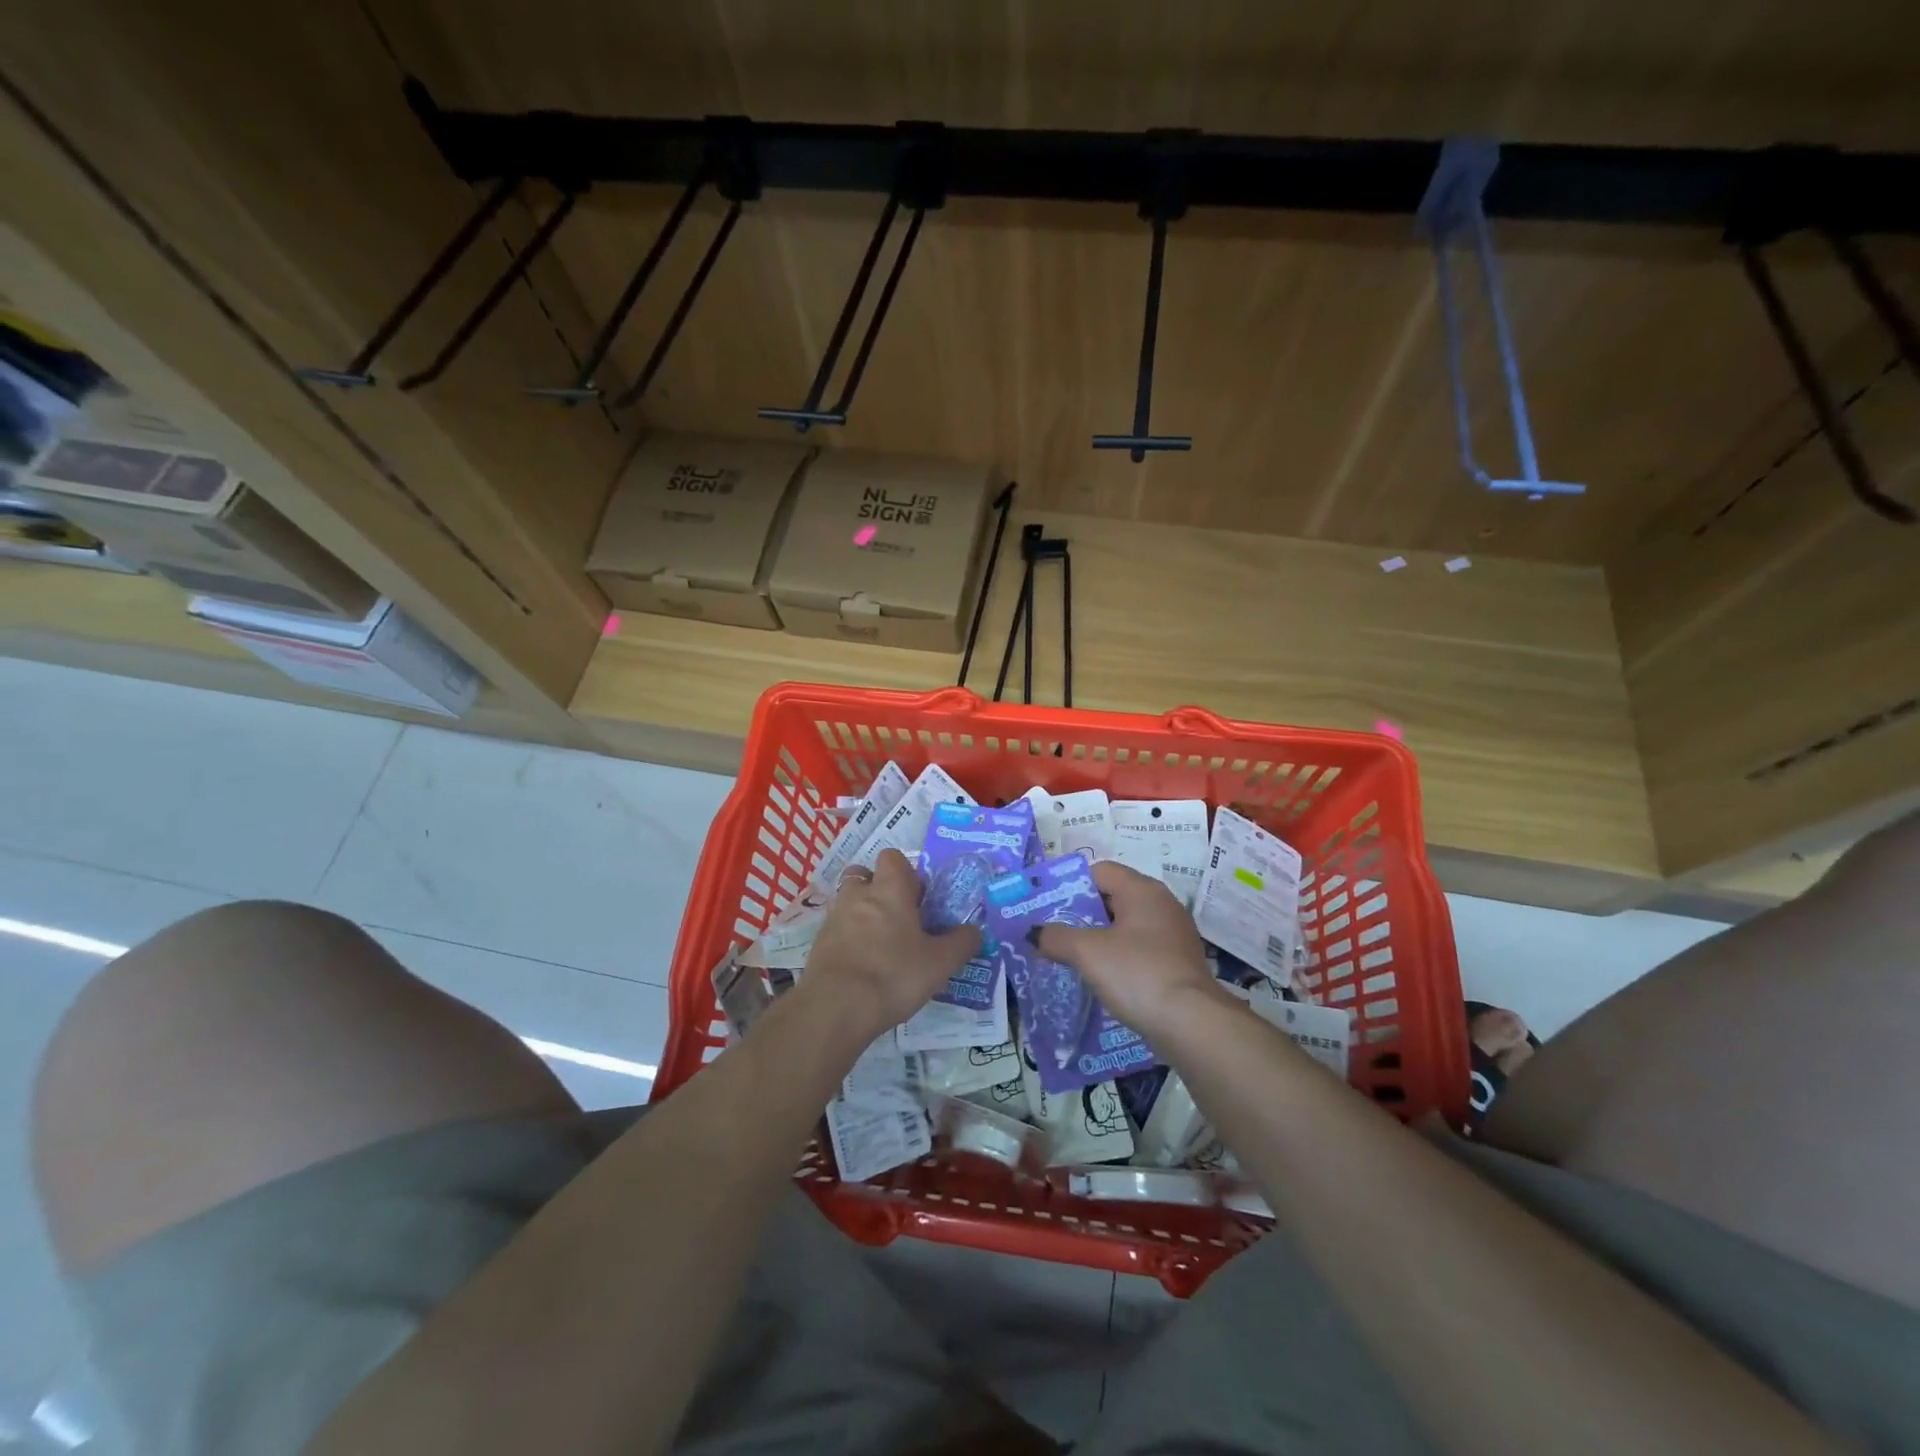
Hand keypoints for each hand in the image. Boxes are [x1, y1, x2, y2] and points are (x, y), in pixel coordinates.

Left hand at [804, 850, 981, 1036]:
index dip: (906, 873)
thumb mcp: (940, 963)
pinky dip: (848, 939)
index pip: (893, 858)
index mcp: (890, 890)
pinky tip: (862, 966)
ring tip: (880, 945)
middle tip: (898, 919)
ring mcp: (834, 918)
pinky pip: (836, 930)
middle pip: (864, 875)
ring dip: (861, 914)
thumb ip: (961, 943)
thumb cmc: (893, 975)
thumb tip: (974, 931)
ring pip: (848, 902)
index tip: (918, 898)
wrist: (835, 1007)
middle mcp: (858, 894)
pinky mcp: (818, 943)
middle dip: (878, 890)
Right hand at [1035, 860, 1230, 1041]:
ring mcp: (1173, 934)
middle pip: (1112, 897)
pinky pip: (1139, 949)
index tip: (1047, 906)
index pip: (1099, 871)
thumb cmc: (1137, 974)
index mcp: (1142, 889)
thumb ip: (1056, 937)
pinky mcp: (1178, 962)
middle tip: (1053, 931)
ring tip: (1070, 956)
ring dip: (1098, 938)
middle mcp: (1162, 903)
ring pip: (1125, 926)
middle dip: (1081, 913)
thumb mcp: (1087, 952)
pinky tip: (1101, 977)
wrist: (1192, 1024)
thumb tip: (1035, 932)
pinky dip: (1118, 957)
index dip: (1070, 884)